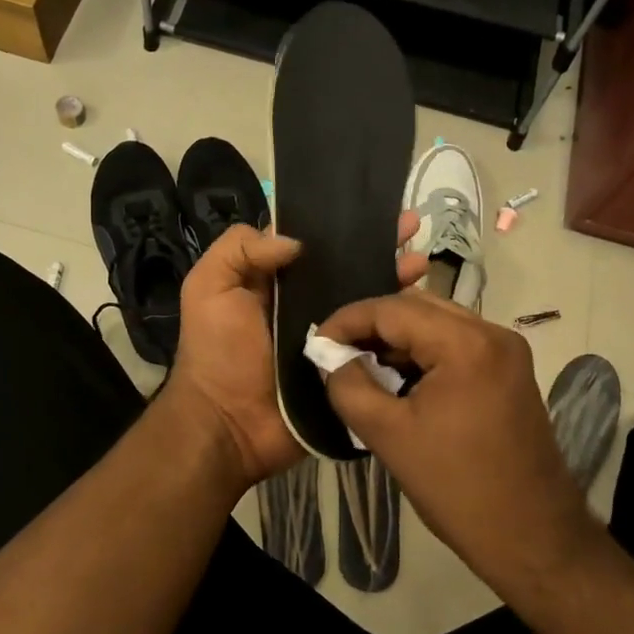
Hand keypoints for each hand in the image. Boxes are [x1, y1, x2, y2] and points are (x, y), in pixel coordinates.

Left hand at [162, 216, 427, 495]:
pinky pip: (378, 339)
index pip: (313, 244)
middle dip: (380, 245)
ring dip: (396, 278)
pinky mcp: (350, 364)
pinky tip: (424, 305)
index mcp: (276, 282)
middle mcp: (308, 303)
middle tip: (412, 226)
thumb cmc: (217, 352)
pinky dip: (399, 322)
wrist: (230, 426)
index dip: (340, 224)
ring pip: (369, 300)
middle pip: (349, 267)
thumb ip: (240, 249)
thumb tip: (297, 241)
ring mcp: (333, 335)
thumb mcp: (209, 288)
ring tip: (422, 262)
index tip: (370, 208)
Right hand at [315, 293, 598, 594]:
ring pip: (437, 322)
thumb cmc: (456, 487)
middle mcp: (492, 332)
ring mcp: (506, 350)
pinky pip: (456, 343)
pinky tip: (399, 379)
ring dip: (398, 340)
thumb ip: (348, 386)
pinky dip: (424, 353)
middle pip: (417, 307)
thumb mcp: (388, 436)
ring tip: (362, 367)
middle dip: (372, 326)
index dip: (347, 320)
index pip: (392, 309)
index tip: (316, 343)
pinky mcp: (510, 370)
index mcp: (465, 343)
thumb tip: (329, 356)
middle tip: (336, 353)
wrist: (531, 535)